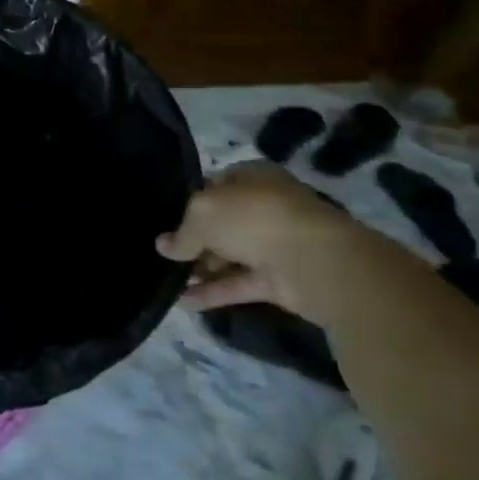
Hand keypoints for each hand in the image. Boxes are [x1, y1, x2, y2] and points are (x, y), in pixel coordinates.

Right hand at [155, 161, 357, 320]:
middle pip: (222, 223)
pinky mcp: (280, 280)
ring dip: (201, 269)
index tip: (166, 219)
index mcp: (252, 178)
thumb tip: (164, 246)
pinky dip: (214, 293)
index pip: (215, 185)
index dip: (189, 201)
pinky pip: (239, 284)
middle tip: (164, 255)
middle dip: (194, 239)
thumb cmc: (254, 219)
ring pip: (230, 255)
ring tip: (167, 280)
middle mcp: (265, 208)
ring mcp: (274, 245)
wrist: (314, 262)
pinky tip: (184, 302)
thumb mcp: (202, 213)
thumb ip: (182, 232)